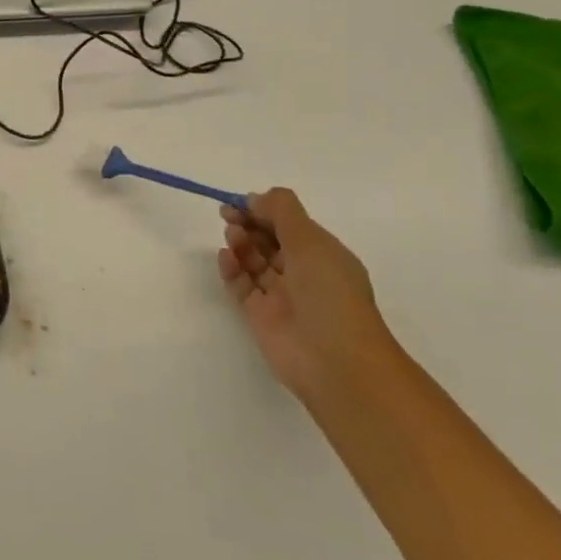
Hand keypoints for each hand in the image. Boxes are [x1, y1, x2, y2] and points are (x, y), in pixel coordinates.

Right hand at [218, 187, 394, 400]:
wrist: (334, 362)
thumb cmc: (329, 293)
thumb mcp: (310, 240)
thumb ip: (281, 210)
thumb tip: (255, 197)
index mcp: (323, 255)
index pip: (290, 225)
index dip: (265, 210)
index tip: (241, 201)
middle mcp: (303, 273)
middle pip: (269, 240)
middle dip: (249, 224)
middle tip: (228, 214)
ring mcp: (281, 296)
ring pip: (254, 261)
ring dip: (241, 243)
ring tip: (232, 236)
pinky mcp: (260, 316)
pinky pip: (242, 286)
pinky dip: (232, 269)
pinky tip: (225, 257)